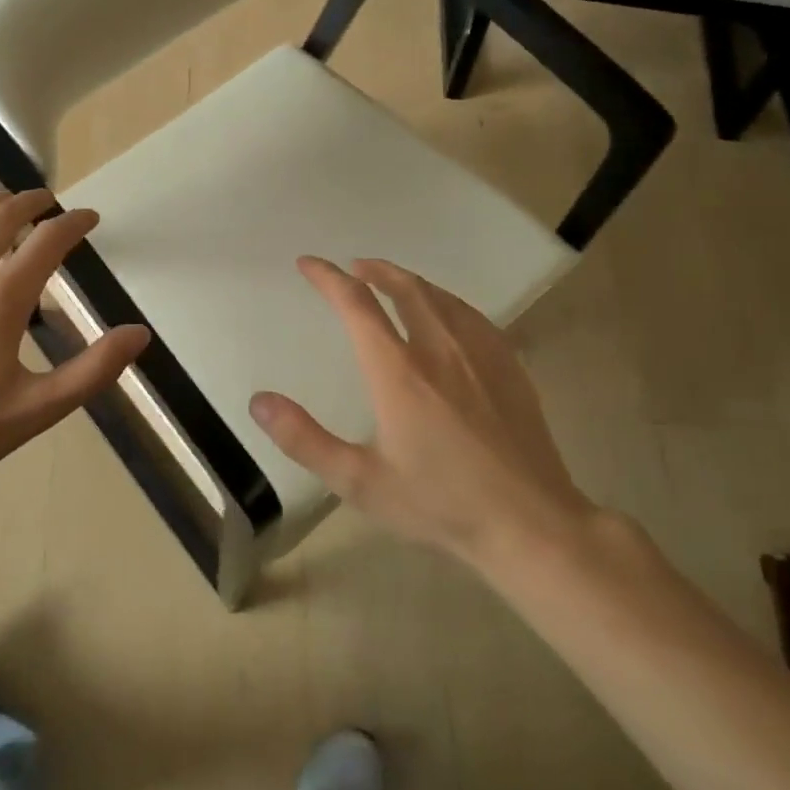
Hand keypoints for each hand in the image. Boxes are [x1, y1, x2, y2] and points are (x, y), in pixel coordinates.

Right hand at [249, 257, 595, 570]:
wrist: (531, 525)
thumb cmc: (440, 504)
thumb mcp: (359, 482)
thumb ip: (304, 439)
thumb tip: (259, 401)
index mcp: (398, 371)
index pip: (357, 305)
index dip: (328, 278)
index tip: (308, 264)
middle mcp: (439, 349)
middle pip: (404, 288)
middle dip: (374, 270)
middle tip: (353, 267)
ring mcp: (480, 355)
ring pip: (440, 297)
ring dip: (410, 281)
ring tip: (393, 282)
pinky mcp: (510, 368)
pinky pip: (472, 316)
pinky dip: (447, 302)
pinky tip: (448, 314)